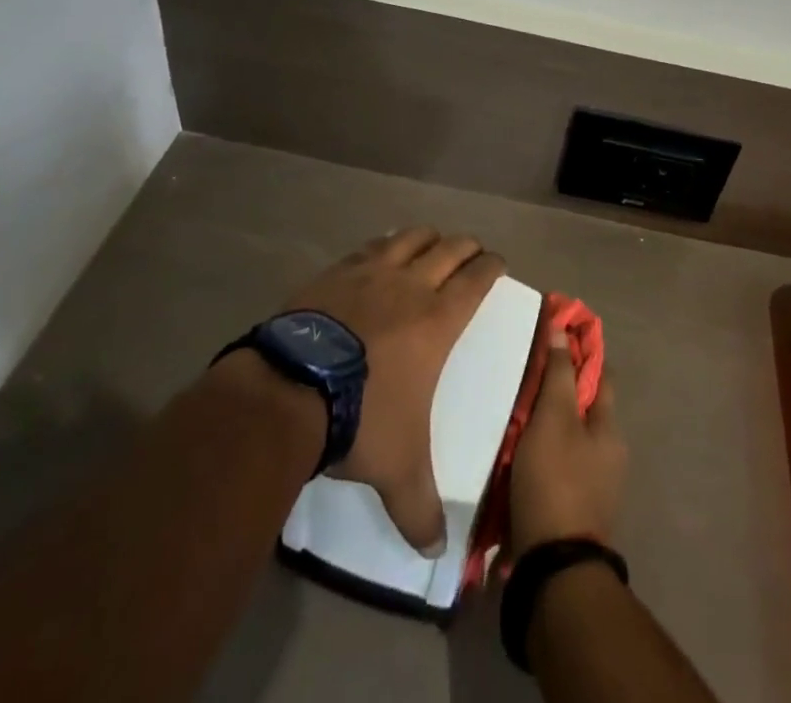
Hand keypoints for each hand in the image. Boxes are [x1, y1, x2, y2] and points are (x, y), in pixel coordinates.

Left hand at [284, 228, 503, 553]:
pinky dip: (384, 246)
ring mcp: (371, 273)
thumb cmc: (360, 419)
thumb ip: (420, 508)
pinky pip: (370, 247)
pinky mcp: (336, 272)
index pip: (478, 278)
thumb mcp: (397, 470)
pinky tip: (380, 253)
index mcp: (438, 319)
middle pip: (450, 249)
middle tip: (473, 254)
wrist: (291, 390)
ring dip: (428, 238)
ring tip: (431, 244)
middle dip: (467, 247)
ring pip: (411, 237)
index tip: (499, 264)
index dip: (493, 266)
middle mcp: (411, 285)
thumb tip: (436, 552)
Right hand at [510, 337, 626, 553]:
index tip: (554, 331)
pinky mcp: (573, 510)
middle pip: (583, 406)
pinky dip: (541, 452)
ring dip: (546, 423)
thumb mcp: (553, 418)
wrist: (553, 570)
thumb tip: (562, 328)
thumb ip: (558, 373)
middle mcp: (609, 454)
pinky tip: (516, 451)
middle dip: (558, 388)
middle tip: (525, 373)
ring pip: (568, 437)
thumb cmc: (555, 481)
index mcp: (610, 428)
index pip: (600, 373)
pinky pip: (558, 465)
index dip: (580, 350)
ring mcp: (593, 485)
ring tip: (513, 410)